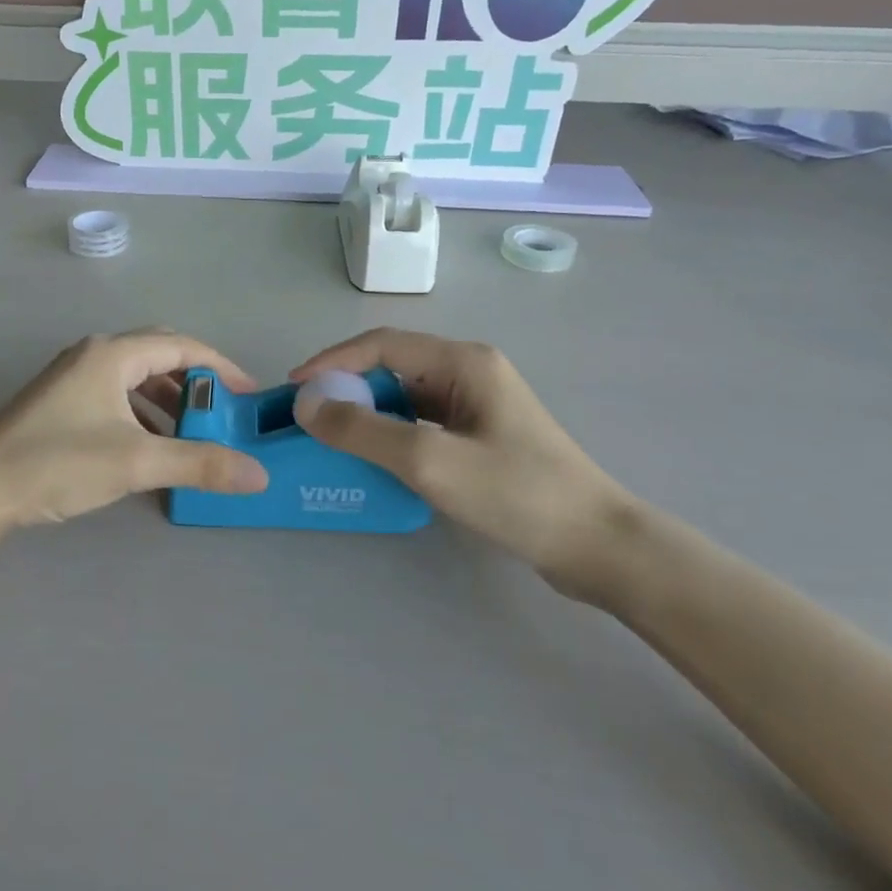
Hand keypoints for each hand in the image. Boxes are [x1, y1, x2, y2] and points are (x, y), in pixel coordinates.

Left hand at [0, 329, 269, 530]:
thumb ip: (200, 464)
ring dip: (169, 400)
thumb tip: (259, 475)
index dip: (221, 367)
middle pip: (159, 355)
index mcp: (113, 354)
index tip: (248, 395)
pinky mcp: (61, 402)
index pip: (182, 346)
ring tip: (193, 433)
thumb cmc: (58, 461)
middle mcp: (94, 355)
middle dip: (196, 382)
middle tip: (223, 412)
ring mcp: (73, 377)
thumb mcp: (137, 461)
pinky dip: (143, 414)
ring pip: (136, 378)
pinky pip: (116, 396)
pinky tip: (151, 446)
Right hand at [291, 330, 635, 599]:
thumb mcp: (430, 461)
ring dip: (366, 415)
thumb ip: (363, 430)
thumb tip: (306, 404)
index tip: (294, 389)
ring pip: (405, 398)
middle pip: (392, 367)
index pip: (381, 344)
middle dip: (346, 389)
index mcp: (463, 361)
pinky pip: (421, 424)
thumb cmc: (517, 494)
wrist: (597, 546)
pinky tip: (372, 461)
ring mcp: (477, 406)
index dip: (332, 362)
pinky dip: (390, 436)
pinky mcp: (480, 437)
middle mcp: (470, 372)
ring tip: (330, 440)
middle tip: (308, 420)